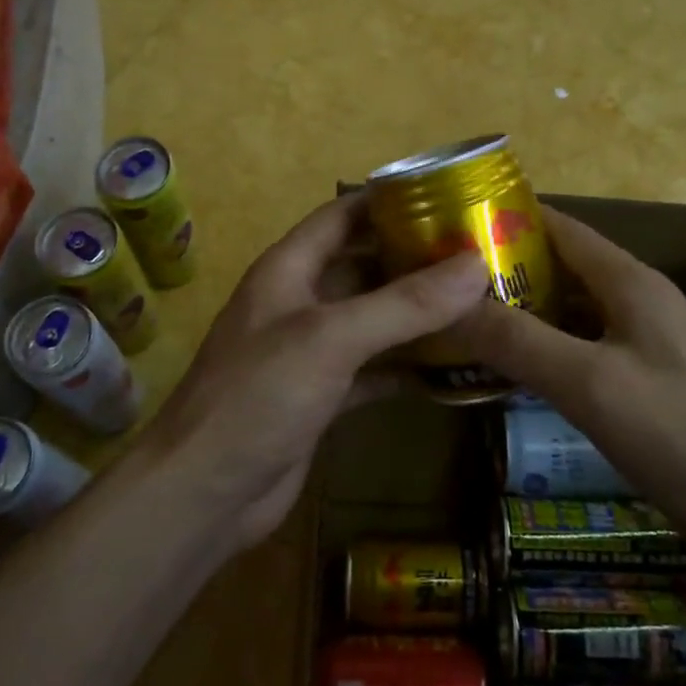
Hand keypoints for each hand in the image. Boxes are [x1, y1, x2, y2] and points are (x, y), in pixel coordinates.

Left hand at [139, 195, 486, 550]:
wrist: (206, 492)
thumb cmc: (259, 395)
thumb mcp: (331, 338)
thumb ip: (404, 304)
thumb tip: (476, 265)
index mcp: (288, 270)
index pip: (341, 216)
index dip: (387, 200)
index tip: (447, 194)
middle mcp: (299, 303)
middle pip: (363, 267)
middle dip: (414, 259)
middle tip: (479, 253)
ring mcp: (310, 353)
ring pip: (372, 321)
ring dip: (417, 314)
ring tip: (479, 302)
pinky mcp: (322, 398)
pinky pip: (373, 369)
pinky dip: (407, 366)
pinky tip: (453, 366)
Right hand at [450, 207, 685, 578]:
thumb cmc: (684, 437)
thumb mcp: (589, 384)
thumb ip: (517, 340)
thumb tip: (444, 303)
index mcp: (631, 283)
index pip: (560, 226)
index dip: (506, 219)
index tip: (448, 226)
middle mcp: (640, 304)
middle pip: (562, 269)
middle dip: (503, 271)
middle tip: (440, 286)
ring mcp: (647, 347)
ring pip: (571, 315)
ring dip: (522, 314)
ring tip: (460, 325)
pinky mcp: (648, 388)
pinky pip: (584, 354)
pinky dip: (546, 353)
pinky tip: (511, 375)